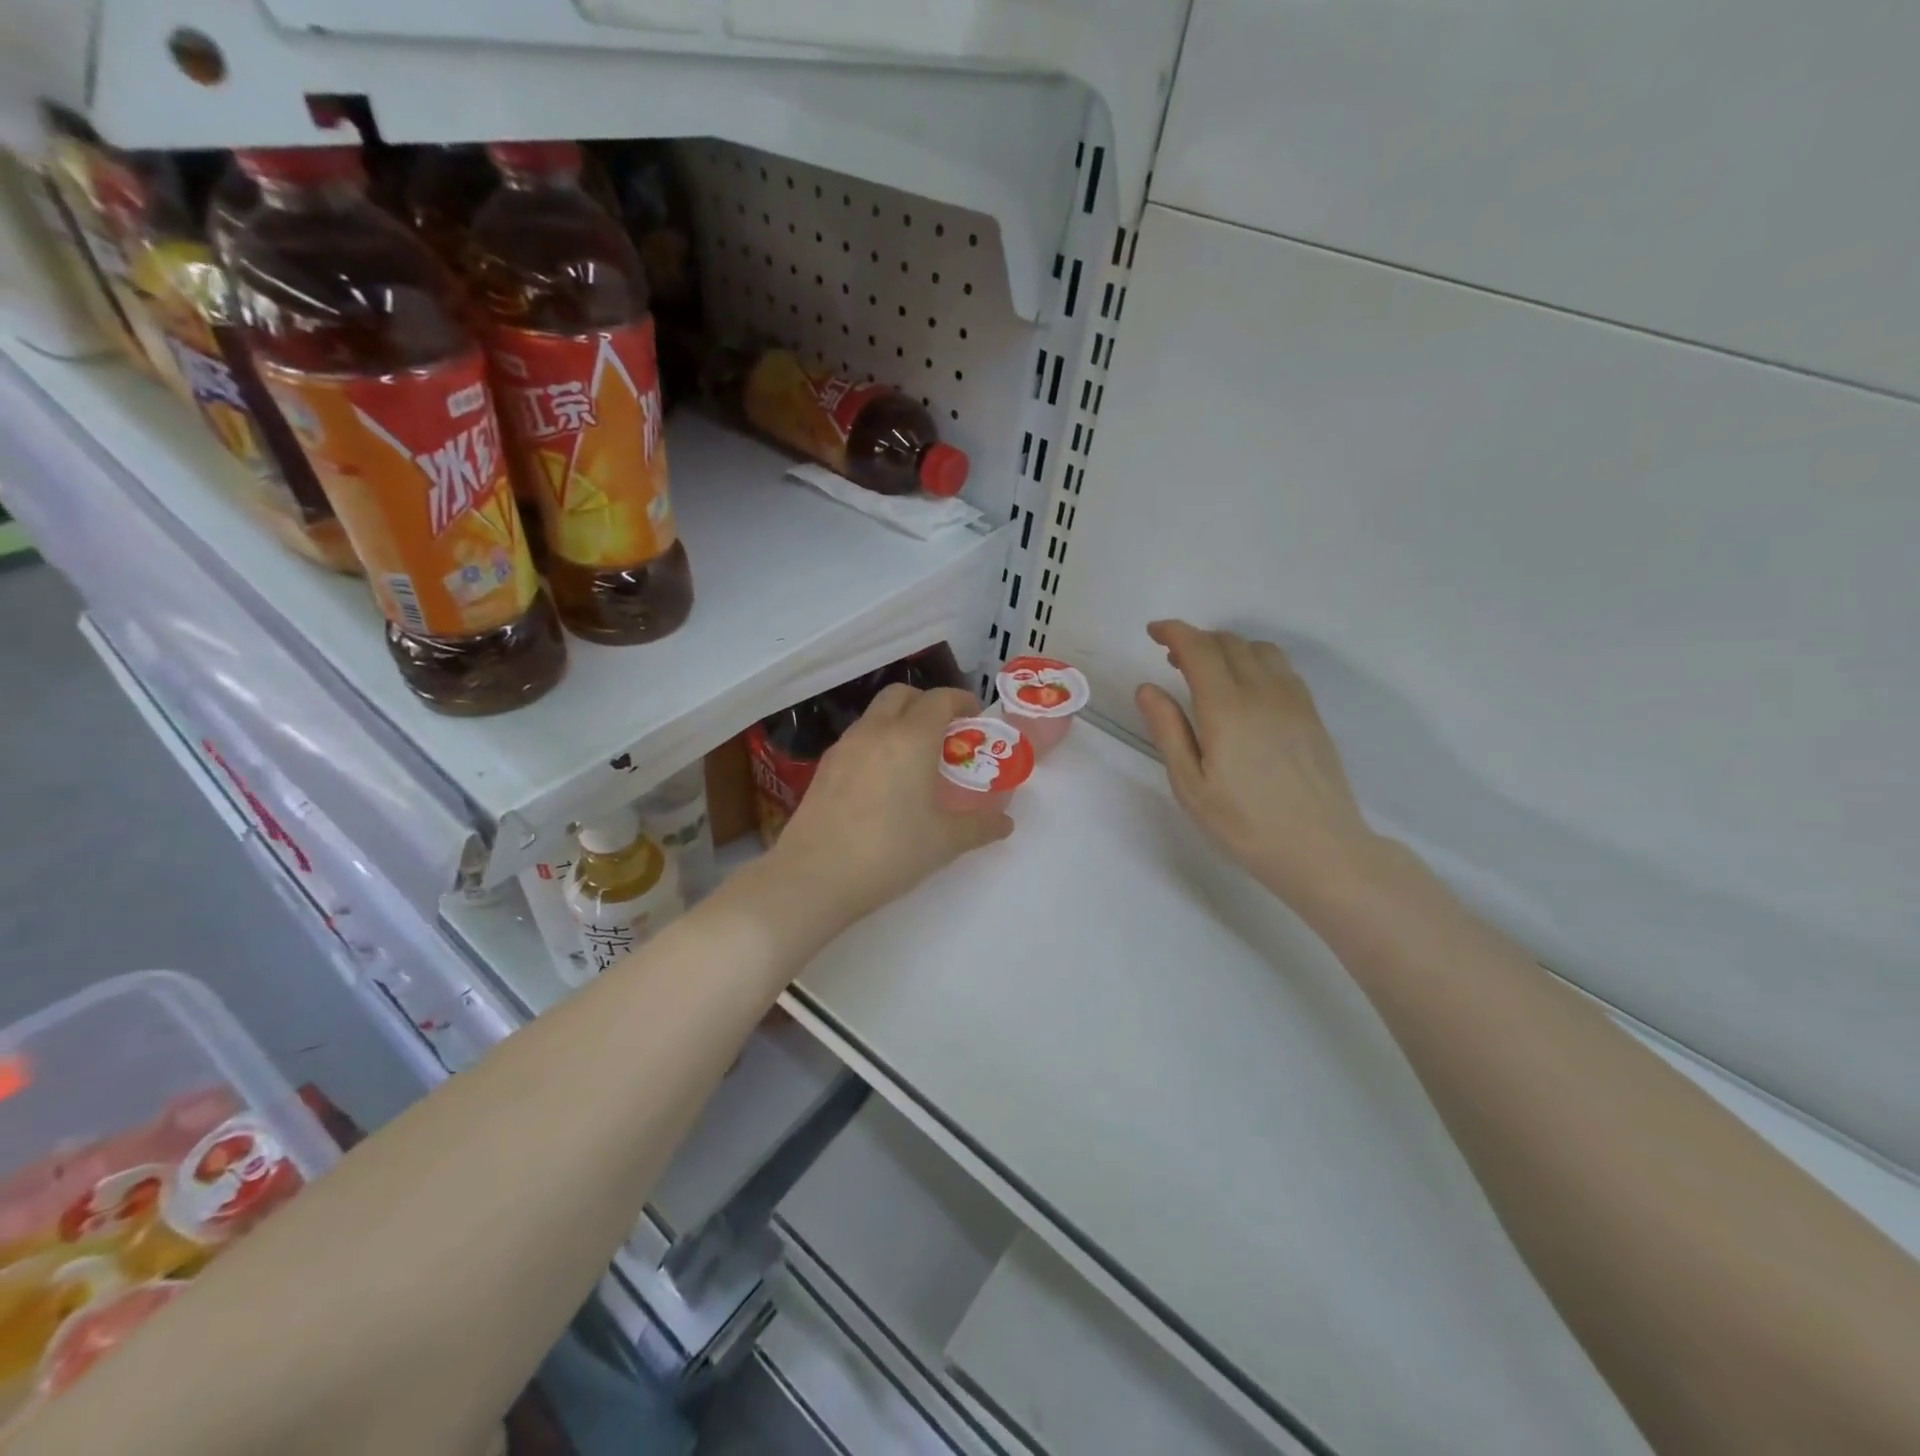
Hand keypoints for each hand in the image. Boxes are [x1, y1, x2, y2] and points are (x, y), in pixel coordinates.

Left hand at [764, 683, 1013, 936]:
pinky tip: (882, 780)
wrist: (814, 876)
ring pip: (875, 715)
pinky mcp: (823, 768)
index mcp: (911, 738)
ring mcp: (844, 747)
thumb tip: (1005, 823)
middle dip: (926, 703)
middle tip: (944, 732)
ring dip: (898, 722)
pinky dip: (876, 743)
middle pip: (902, 694)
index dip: (961, 701)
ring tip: (914, 758)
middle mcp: (876, 731)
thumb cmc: (890, 852)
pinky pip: (857, 740)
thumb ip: (980, 826)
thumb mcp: (945, 842)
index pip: (939, 699)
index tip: (974, 717)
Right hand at [1135, 621, 1379, 906]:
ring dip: (1227, 648)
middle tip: (1172, 658)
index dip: (1174, 632)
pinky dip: (1255, 661)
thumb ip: (1168, 730)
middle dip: (1196, 640)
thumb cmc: (1244, 823)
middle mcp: (1262, 692)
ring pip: (1258, 649)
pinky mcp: (1311, 713)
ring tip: (1208, 671)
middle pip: (1228, 642)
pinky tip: (1245, 688)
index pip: (1199, 648)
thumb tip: (1148, 688)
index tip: (1153, 632)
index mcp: (1226, 708)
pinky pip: (1281, 668)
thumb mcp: (1190, 785)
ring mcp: (1293, 700)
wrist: (1320, 848)